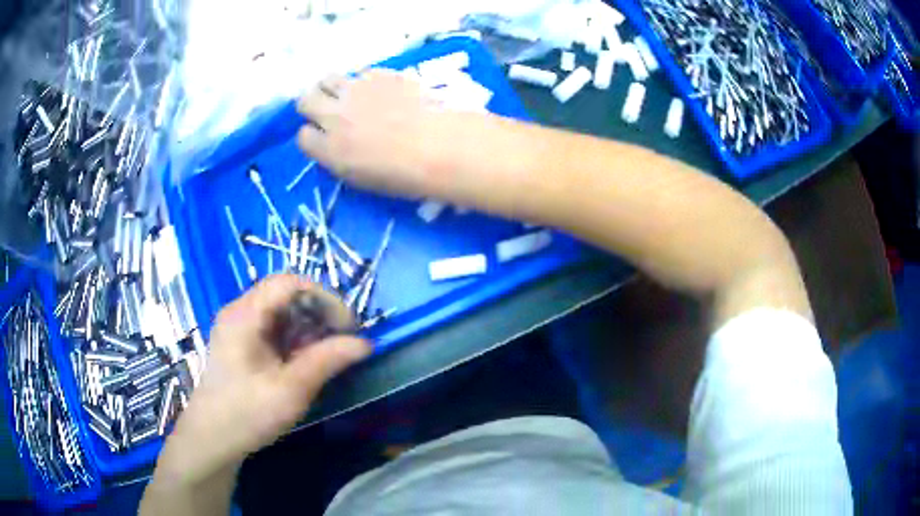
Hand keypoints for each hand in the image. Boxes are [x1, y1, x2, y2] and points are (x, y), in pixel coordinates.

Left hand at [155, 275, 370, 484]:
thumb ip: (326, 361)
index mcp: (245, 315)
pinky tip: (302, 360)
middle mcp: (239, 311)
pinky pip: (272, 326)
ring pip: (280, 310)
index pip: (290, 283)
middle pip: (285, 293)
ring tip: (325, 353)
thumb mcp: (291, 390)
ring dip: (307, 325)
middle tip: (340, 340)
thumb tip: (365, 343)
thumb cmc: (247, 413)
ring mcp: (237, 326)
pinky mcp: (240, 341)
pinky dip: (294, 337)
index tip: (347, 327)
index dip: (324, 297)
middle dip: (318, 312)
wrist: (212, 438)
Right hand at [296, 69, 458, 197]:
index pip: (302, 137)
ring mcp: (356, 90)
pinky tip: (379, 90)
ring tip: (349, 96)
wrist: (439, 145)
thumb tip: (334, 145)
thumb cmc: (404, 174)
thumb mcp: (361, 179)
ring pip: (327, 78)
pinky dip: (363, 80)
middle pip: (305, 100)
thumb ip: (339, 158)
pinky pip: (360, 72)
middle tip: (328, 111)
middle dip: (312, 105)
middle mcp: (334, 114)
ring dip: (332, 87)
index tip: (323, 138)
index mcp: (328, 148)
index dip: (312, 136)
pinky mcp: (379, 74)